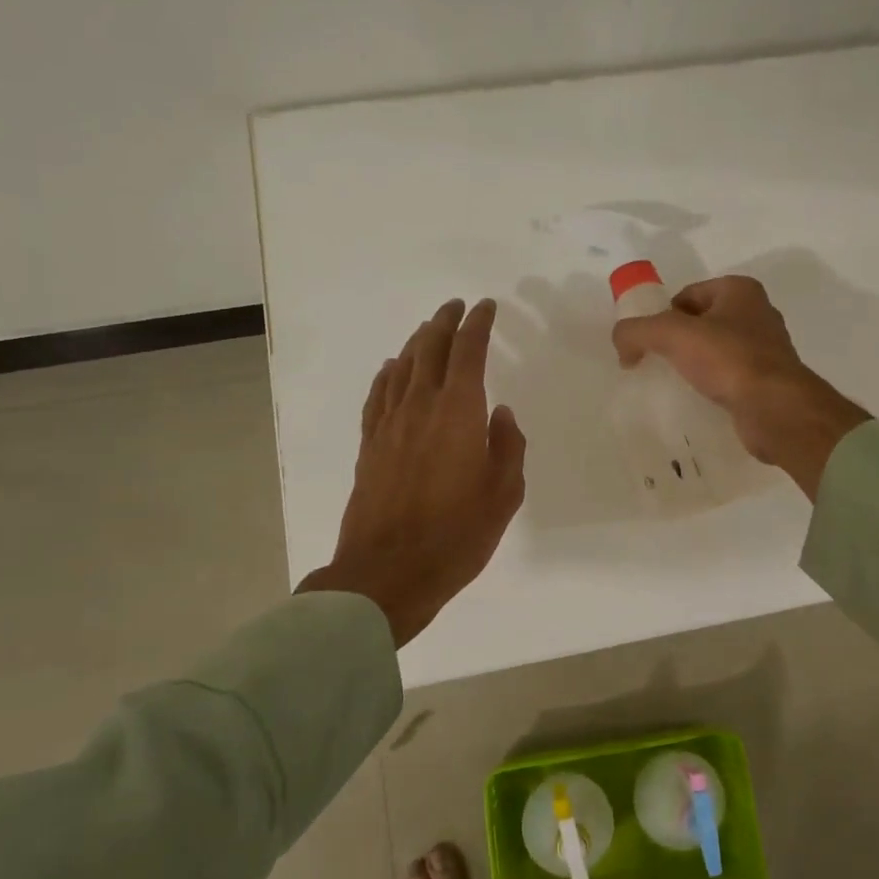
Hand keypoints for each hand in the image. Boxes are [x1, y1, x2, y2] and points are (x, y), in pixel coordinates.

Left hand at [298, 299, 526, 647]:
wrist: (388, 571)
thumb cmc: (456, 534)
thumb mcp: (504, 494)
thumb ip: (508, 446)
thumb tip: (500, 414)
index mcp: (458, 412)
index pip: (468, 351)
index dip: (477, 324)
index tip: (485, 307)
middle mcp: (420, 406)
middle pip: (429, 349)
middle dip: (444, 322)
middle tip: (455, 307)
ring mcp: (389, 424)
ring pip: (401, 367)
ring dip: (416, 343)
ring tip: (428, 331)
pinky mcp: (369, 445)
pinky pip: (378, 396)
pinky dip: (387, 375)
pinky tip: (391, 369)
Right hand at [611, 276, 868, 500]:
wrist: (775, 408)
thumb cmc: (728, 359)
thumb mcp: (671, 335)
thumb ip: (636, 331)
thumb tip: (621, 342)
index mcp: (739, 290)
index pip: (687, 295)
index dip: (663, 316)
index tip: (649, 343)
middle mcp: (757, 313)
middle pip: (701, 322)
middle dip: (678, 341)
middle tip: (657, 364)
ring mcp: (766, 348)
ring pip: (716, 350)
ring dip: (695, 364)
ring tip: (676, 384)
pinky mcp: (768, 380)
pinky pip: (729, 376)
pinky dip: (712, 385)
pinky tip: (699, 399)